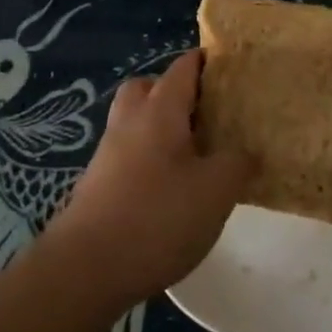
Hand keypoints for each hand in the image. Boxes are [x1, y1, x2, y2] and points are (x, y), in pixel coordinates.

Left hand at [43, 50, 254, 309]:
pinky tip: (171, 191)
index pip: (183, 68)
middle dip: (174, 92)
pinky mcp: (98, 186)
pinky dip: (149, 161)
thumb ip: (237, 162)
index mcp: (159, 110)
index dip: (206, 62)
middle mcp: (129, 122)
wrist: (86, 268)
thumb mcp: (216, 189)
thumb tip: (244, 152)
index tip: (230, 69)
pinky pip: (128, 156)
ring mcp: (108, 155)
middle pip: (147, 88)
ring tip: (195, 156)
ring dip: (160, 130)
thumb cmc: (158, 217)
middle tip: (205, 114)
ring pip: (135, 123)